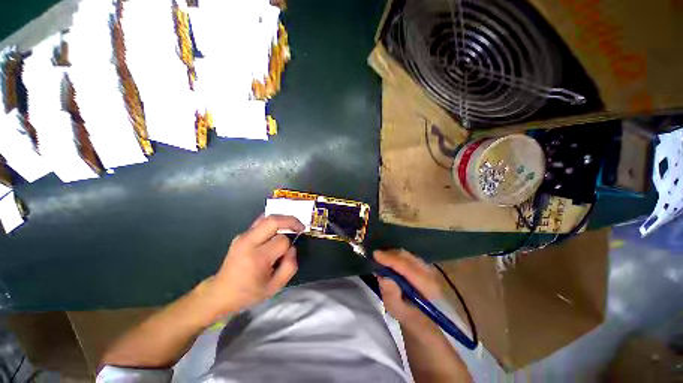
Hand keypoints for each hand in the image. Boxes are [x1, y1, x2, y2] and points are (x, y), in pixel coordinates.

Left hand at [199, 215, 303, 319]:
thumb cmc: (249, 292)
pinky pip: (261, 221)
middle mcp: (248, 242)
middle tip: (300, 226)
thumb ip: (290, 266)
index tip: (287, 255)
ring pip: (267, 217)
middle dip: (290, 221)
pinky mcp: (241, 234)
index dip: (289, 246)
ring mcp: (243, 236)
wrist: (221, 292)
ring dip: (283, 219)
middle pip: (273, 221)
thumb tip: (292, 247)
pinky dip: (273, 221)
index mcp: (257, 258)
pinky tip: (279, 227)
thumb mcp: (275, 287)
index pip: (282, 241)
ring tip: (292, 225)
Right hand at [375, 250, 443, 326]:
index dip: (391, 259)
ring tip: (382, 257)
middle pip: (408, 258)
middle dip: (391, 254)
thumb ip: (391, 295)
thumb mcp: (398, 311)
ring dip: (394, 254)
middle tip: (376, 255)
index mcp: (427, 288)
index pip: (408, 267)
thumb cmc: (409, 316)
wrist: (426, 320)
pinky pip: (410, 256)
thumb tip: (384, 277)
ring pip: (409, 255)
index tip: (376, 255)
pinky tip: (390, 259)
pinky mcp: (426, 266)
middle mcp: (431, 274)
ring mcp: (430, 269)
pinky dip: (398, 256)